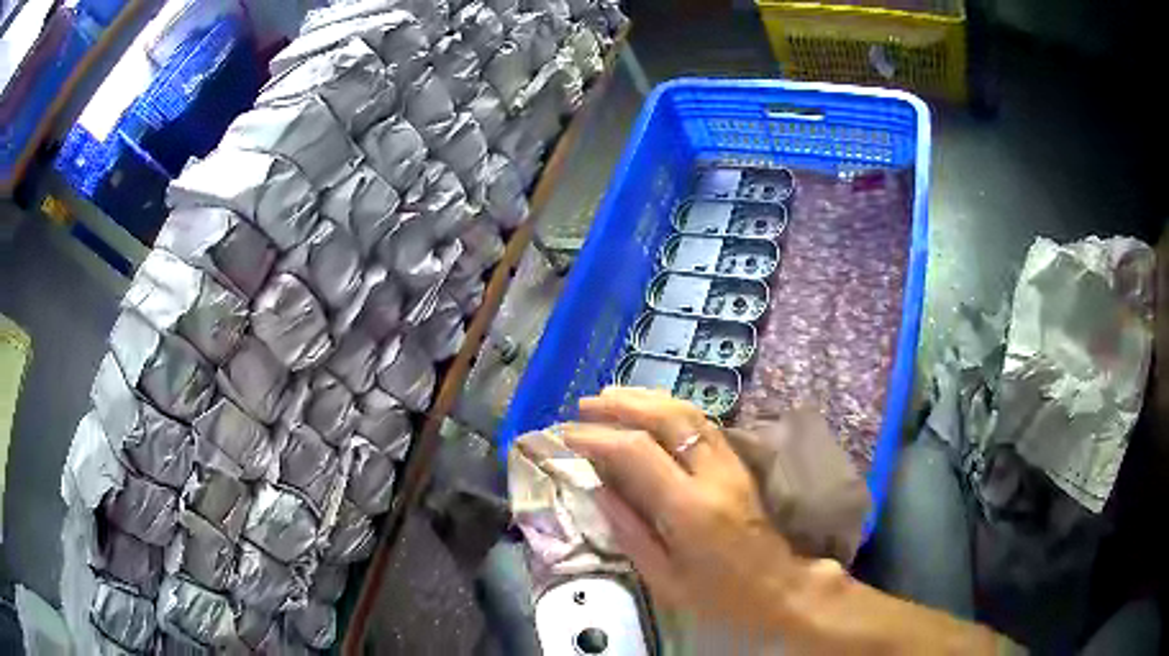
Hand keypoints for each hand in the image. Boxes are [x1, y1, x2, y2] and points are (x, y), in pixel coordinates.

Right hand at [563, 387, 798, 630]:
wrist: (777, 587)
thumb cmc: (718, 595)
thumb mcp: (663, 577)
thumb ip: (629, 530)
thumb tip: (597, 489)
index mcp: (689, 509)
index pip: (638, 452)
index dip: (598, 437)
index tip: (566, 436)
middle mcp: (713, 475)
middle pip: (666, 418)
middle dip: (621, 405)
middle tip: (584, 405)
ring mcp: (730, 464)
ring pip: (688, 412)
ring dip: (646, 398)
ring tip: (610, 396)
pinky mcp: (738, 463)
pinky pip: (703, 422)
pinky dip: (670, 407)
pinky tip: (650, 408)